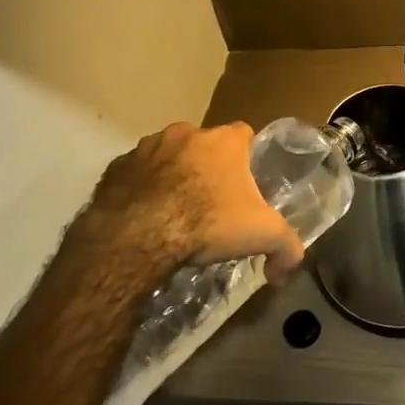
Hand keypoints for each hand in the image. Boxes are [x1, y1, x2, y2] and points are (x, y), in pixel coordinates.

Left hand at [88, 122, 305, 283]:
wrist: (139, 234)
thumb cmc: (208, 222)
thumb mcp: (263, 236)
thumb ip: (287, 248)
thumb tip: (287, 271)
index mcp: (224, 141)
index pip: (244, 134)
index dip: (246, 156)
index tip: (244, 182)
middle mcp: (186, 133)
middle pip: (204, 144)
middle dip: (207, 167)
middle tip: (210, 201)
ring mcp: (147, 147)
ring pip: (167, 156)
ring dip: (172, 175)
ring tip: (174, 211)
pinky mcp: (117, 167)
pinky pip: (136, 174)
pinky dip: (141, 188)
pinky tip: (145, 216)